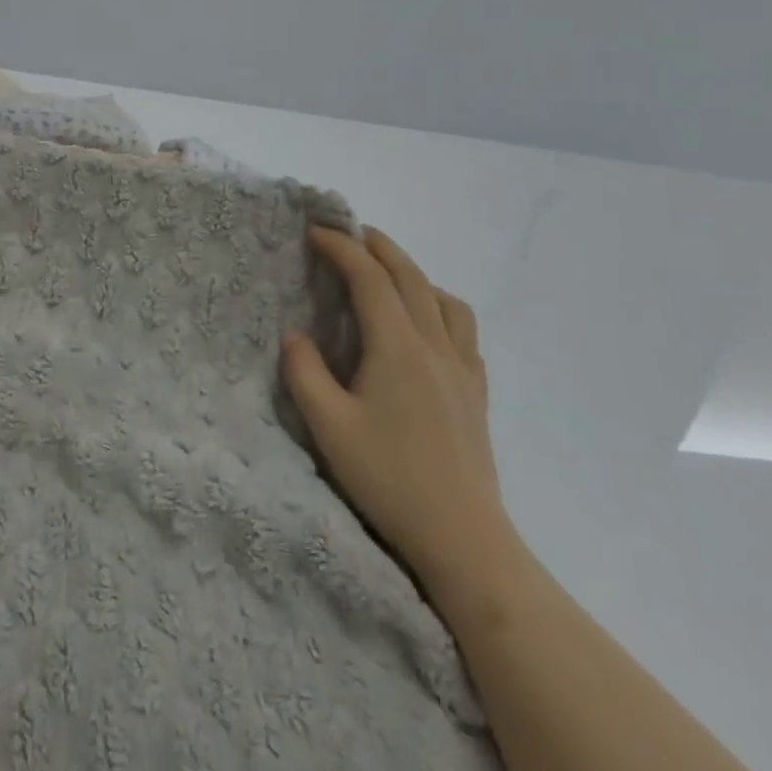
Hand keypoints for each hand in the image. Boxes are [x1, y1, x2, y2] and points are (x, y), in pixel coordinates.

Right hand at [281, 227, 517, 600]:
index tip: (314, 232)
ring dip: (412, 272)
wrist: (464, 540)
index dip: (341, 247)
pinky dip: (439, 305)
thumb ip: (304, 372)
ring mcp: (462, 368)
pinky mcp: (476, 392)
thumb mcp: (328, 427)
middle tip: (349, 233)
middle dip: (378, 246)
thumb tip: (295, 335)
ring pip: (443, 298)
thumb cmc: (389, 479)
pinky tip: (426, 323)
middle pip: (410, 276)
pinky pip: (462, 329)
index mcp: (397, 347)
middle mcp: (434, 345)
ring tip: (387, 274)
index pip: (369, 277)